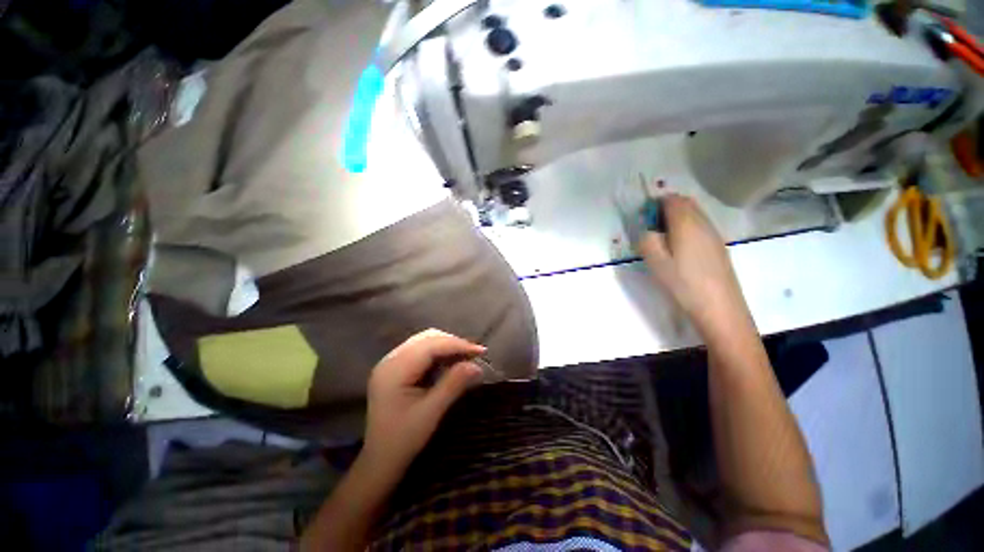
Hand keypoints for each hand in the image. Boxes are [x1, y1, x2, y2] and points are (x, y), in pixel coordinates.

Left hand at [363, 329, 484, 471]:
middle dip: (453, 343)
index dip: (457, 345)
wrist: (380, 460)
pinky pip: (421, 351)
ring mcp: (391, 362)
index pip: (430, 346)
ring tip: (465, 357)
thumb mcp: (431, 412)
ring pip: (425, 341)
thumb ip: (453, 384)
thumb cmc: (403, 439)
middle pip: (427, 338)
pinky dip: (438, 353)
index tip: (480, 351)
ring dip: (446, 346)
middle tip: (474, 355)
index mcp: (394, 370)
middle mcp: (390, 359)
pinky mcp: (396, 368)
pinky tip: (450, 362)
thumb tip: (477, 366)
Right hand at [637, 194, 751, 334]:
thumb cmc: (683, 283)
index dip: (655, 203)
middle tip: (651, 226)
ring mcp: (714, 234)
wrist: (719, 307)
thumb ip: (647, 240)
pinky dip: (687, 227)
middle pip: (686, 203)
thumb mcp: (656, 262)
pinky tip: (679, 248)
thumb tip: (647, 230)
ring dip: (677, 217)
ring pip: (695, 214)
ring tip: (663, 238)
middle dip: (667, 207)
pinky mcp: (718, 246)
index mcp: (686, 224)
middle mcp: (703, 223)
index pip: (671, 200)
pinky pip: (701, 226)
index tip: (643, 217)